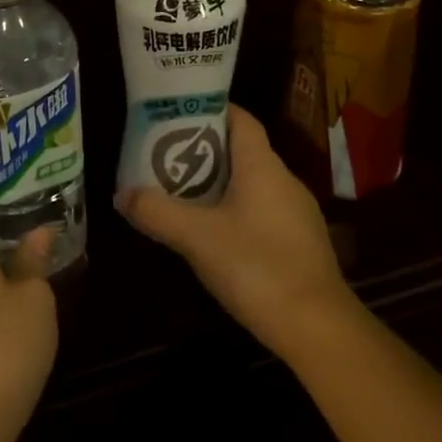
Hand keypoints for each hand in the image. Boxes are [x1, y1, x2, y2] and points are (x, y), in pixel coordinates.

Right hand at [117, 104, 352, 359]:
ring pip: (250, 183)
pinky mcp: (299, 243)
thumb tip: (122, 195)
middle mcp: (284, 180)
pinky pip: (260, 210)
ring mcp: (296, 213)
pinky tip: (211, 233)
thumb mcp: (197, 238)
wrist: (320, 331)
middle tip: (165, 155)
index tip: (176, 113)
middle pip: (241, 150)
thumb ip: (157, 212)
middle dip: (203, 149)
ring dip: (217, 183)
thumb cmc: (258, 267)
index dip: (210, 110)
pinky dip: (234, 210)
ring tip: (180, 192)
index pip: (240, 119)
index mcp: (263, 166)